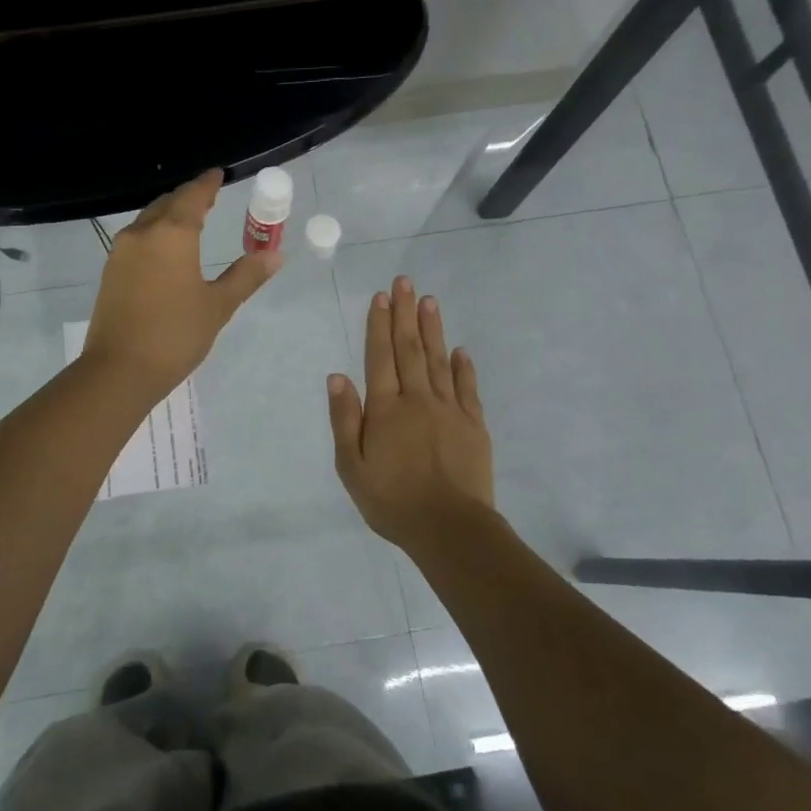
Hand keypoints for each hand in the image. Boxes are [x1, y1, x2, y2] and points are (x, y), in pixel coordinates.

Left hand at [83, 170, 282, 398]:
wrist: (120, 369)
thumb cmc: (176, 335)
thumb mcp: (218, 306)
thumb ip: (245, 276)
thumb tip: (274, 255)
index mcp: (173, 234)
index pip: (193, 196)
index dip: (207, 184)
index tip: (218, 175)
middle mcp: (143, 234)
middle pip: (167, 204)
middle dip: (188, 198)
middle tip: (208, 198)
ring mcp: (121, 252)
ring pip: (148, 221)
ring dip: (168, 215)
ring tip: (188, 222)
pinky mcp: (110, 272)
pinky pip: (136, 240)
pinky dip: (154, 234)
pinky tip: (164, 251)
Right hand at [328, 276, 494, 554]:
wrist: (449, 528)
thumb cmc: (392, 501)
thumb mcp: (352, 467)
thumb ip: (344, 420)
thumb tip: (337, 376)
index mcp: (385, 409)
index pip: (380, 357)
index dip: (379, 325)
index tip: (381, 297)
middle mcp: (417, 400)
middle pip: (410, 349)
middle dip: (405, 314)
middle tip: (405, 282)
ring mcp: (449, 410)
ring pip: (439, 361)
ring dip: (433, 329)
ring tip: (429, 301)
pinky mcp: (473, 426)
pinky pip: (467, 388)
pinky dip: (463, 367)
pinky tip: (460, 350)